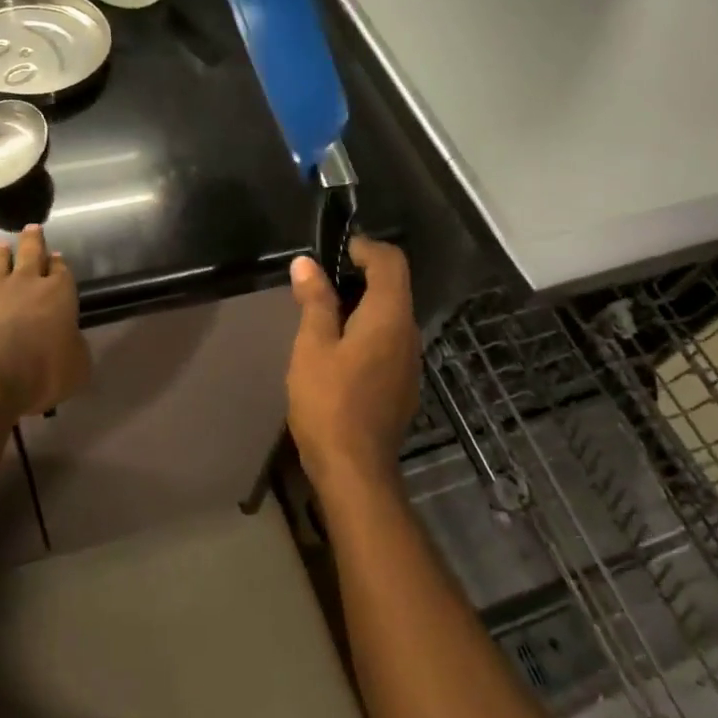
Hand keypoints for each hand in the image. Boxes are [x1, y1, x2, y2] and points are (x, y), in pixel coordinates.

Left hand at [0, 225, 90, 417]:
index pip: (62, 272)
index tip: (57, 257)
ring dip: (1, 252)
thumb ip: (75, 348)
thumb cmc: (37, 376)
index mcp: (58, 295)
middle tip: (32, 229)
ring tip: (1, 245)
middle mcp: (24, 283)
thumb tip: (69, 339)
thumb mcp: (76, 368)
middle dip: (33, 241)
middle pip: (30, 253)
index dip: (60, 264)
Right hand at [286, 236, 420, 491]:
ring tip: (323, 312)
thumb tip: (307, 263)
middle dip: (361, 274)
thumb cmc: (329, 402)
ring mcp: (409, 362)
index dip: (366, 247)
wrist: (355, 469)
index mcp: (389, 317)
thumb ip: (314, 301)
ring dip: (362, 304)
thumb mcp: (313, 346)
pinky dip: (367, 329)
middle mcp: (408, 333)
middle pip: (394, 287)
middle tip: (320, 281)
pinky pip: (389, 341)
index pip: (391, 262)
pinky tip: (338, 349)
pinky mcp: (402, 384)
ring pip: (391, 315)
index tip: (335, 251)